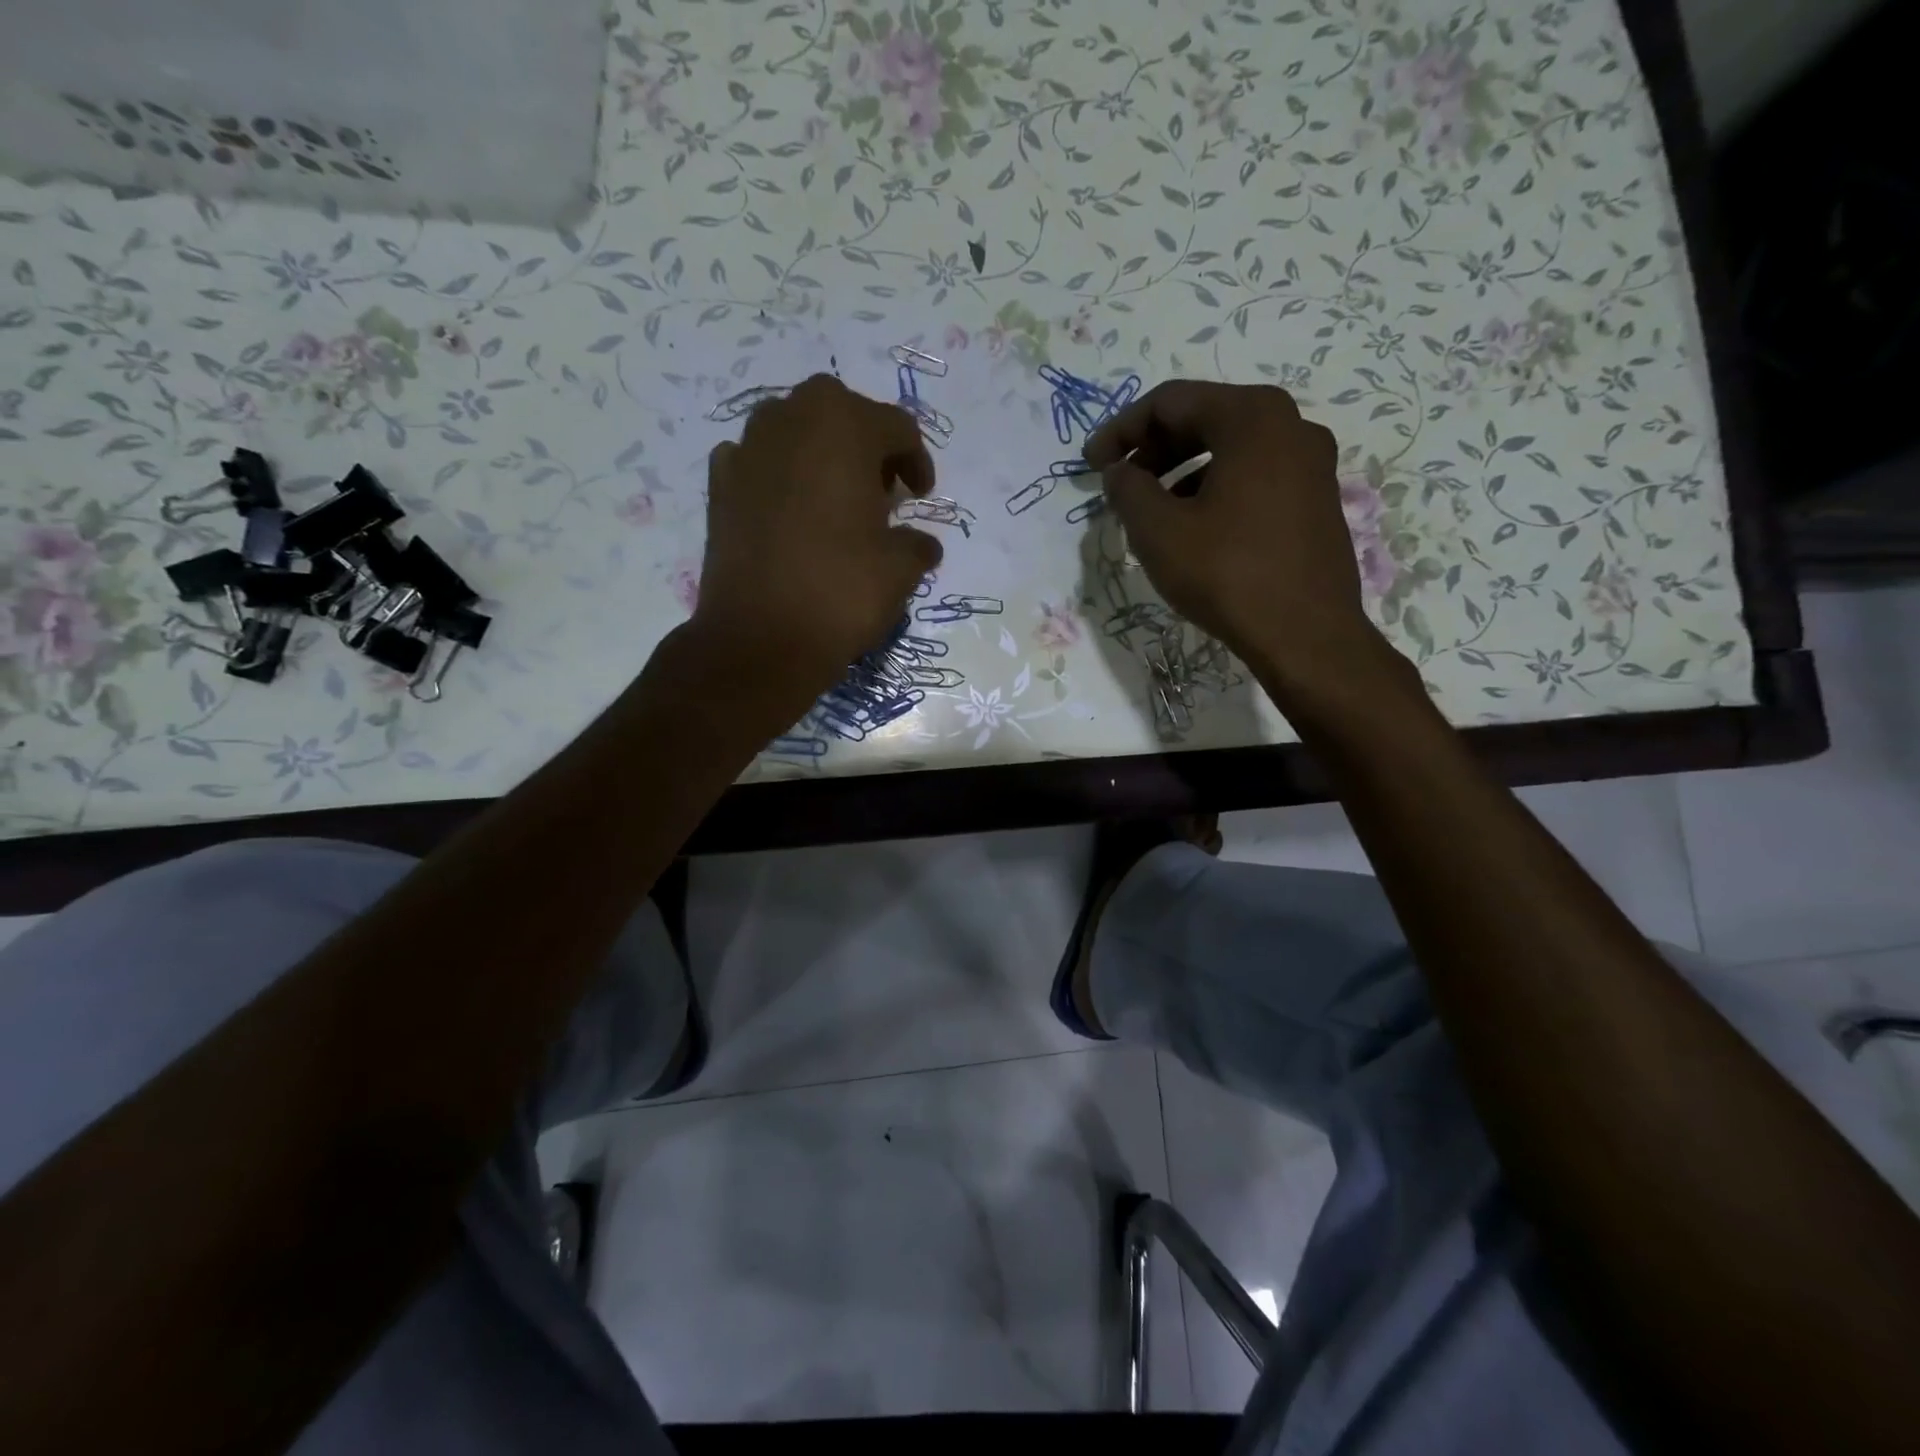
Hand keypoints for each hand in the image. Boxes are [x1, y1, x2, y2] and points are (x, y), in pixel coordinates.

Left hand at [691, 374, 943, 706]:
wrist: (760, 639)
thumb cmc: (841, 591)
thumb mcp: (901, 569)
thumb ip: (918, 544)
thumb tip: (922, 545)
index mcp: (843, 425)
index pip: (896, 426)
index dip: (917, 460)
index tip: (921, 496)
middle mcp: (790, 418)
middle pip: (841, 413)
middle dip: (866, 445)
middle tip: (882, 491)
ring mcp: (747, 449)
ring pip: (794, 430)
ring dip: (821, 454)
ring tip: (836, 501)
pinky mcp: (719, 486)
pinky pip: (758, 463)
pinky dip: (778, 476)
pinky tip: (790, 512)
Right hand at [1084, 379, 1388, 698]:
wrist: (1306, 635)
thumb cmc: (1227, 574)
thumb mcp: (1159, 531)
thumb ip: (1128, 490)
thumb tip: (1119, 472)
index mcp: (1252, 418)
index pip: (1170, 402)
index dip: (1120, 430)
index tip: (1091, 465)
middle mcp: (1290, 426)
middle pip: (1205, 418)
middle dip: (1153, 448)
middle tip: (1119, 483)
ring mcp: (1311, 463)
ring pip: (1231, 449)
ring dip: (1182, 471)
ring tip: (1151, 510)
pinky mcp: (1317, 499)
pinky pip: (1255, 475)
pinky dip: (1215, 488)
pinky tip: (1193, 527)